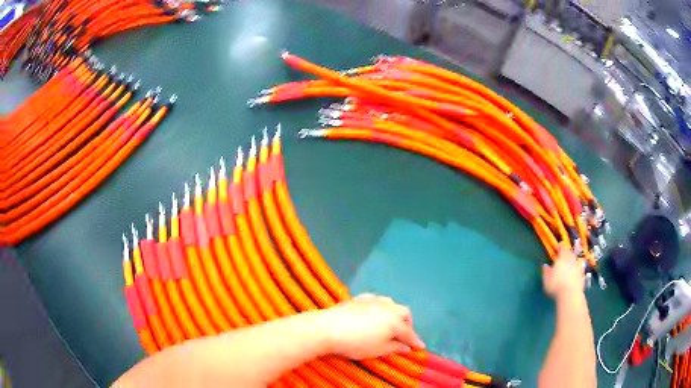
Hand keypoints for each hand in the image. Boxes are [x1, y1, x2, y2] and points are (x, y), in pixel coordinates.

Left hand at [319, 294, 424, 359]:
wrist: (329, 327)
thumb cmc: (356, 343)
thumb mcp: (378, 350)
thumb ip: (395, 347)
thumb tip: (406, 347)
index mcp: (395, 322)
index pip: (409, 333)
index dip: (415, 341)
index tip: (420, 348)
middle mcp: (389, 308)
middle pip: (404, 314)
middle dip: (407, 324)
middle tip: (403, 336)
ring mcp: (374, 300)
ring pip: (391, 304)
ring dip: (394, 314)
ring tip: (388, 325)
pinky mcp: (360, 298)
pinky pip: (376, 301)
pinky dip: (380, 309)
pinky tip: (373, 314)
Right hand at [542, 245, 585, 299]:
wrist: (570, 294)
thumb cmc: (556, 285)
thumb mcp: (547, 279)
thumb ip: (546, 271)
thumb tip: (545, 265)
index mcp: (562, 258)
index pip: (562, 248)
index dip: (560, 247)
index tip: (557, 247)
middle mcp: (571, 260)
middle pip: (570, 253)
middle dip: (567, 253)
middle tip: (564, 256)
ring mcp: (578, 268)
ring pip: (577, 260)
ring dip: (574, 261)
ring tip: (571, 264)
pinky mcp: (582, 276)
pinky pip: (581, 270)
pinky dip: (579, 271)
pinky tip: (577, 274)